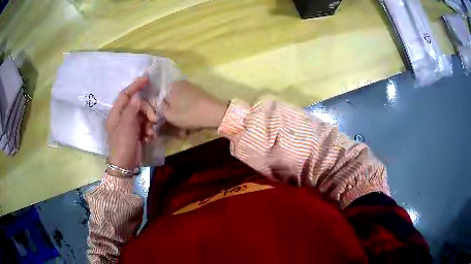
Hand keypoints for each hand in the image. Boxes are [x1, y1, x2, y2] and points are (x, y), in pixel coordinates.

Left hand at [105, 76, 157, 171]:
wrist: (125, 165)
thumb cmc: (122, 144)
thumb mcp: (126, 126)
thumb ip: (131, 109)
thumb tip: (137, 97)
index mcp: (116, 113)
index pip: (126, 94)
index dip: (135, 85)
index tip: (147, 78)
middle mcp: (123, 117)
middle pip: (138, 105)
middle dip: (147, 111)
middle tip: (153, 120)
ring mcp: (130, 125)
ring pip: (144, 115)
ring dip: (149, 123)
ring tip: (150, 133)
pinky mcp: (136, 132)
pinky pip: (145, 125)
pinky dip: (149, 130)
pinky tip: (149, 138)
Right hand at [163, 80, 227, 128]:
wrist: (215, 113)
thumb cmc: (189, 114)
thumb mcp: (169, 114)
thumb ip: (159, 109)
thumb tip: (155, 104)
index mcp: (171, 85)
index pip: (159, 96)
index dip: (160, 109)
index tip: (163, 120)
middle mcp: (180, 83)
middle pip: (171, 100)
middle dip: (172, 114)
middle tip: (174, 128)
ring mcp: (191, 88)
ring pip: (180, 104)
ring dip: (181, 116)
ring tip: (184, 130)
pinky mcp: (200, 94)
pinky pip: (189, 105)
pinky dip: (189, 114)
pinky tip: (191, 125)